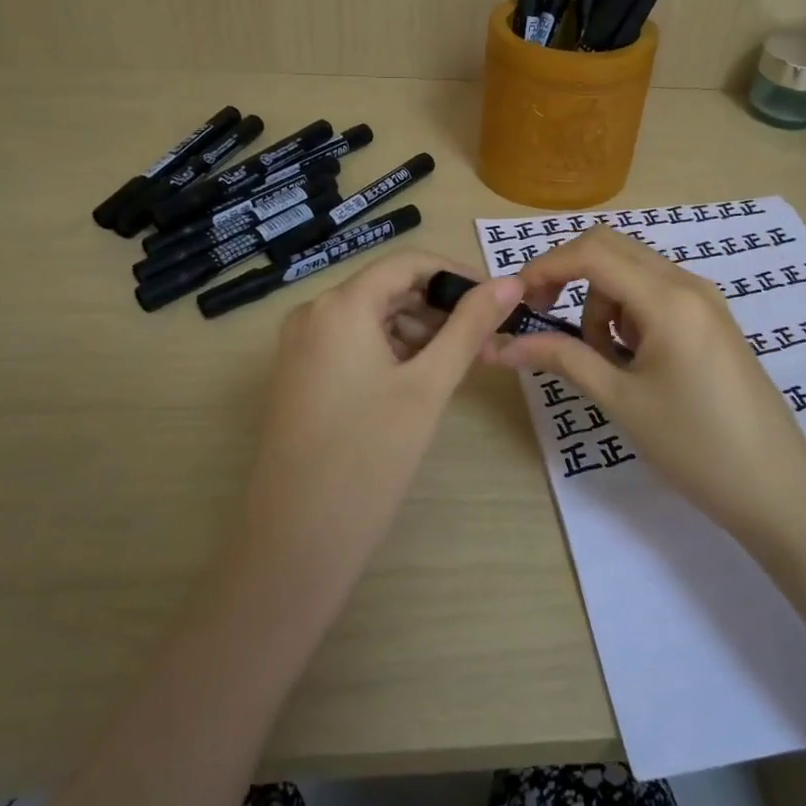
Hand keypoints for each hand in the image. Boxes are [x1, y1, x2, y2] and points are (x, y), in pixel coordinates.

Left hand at [234, 249, 522, 583]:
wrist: (295, 542)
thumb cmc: (369, 457)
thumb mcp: (429, 386)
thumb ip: (470, 327)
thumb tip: (510, 282)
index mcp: (341, 305)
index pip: (409, 262)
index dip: (457, 275)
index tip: (497, 302)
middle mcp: (313, 313)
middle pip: (388, 288)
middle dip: (439, 307)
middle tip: (483, 341)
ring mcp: (299, 347)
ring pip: (371, 317)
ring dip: (417, 331)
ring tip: (456, 366)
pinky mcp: (297, 377)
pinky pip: (351, 344)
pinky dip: (389, 352)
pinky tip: (417, 384)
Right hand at [491, 226, 805, 538]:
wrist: (776, 487)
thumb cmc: (694, 446)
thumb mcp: (620, 400)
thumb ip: (561, 359)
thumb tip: (502, 345)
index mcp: (668, 299)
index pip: (592, 253)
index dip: (544, 268)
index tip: (515, 302)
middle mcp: (688, 283)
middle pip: (610, 248)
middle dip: (568, 275)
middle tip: (544, 318)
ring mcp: (704, 299)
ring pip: (631, 271)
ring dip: (600, 301)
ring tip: (604, 361)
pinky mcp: (710, 318)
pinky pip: (654, 293)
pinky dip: (627, 312)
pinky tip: (633, 359)